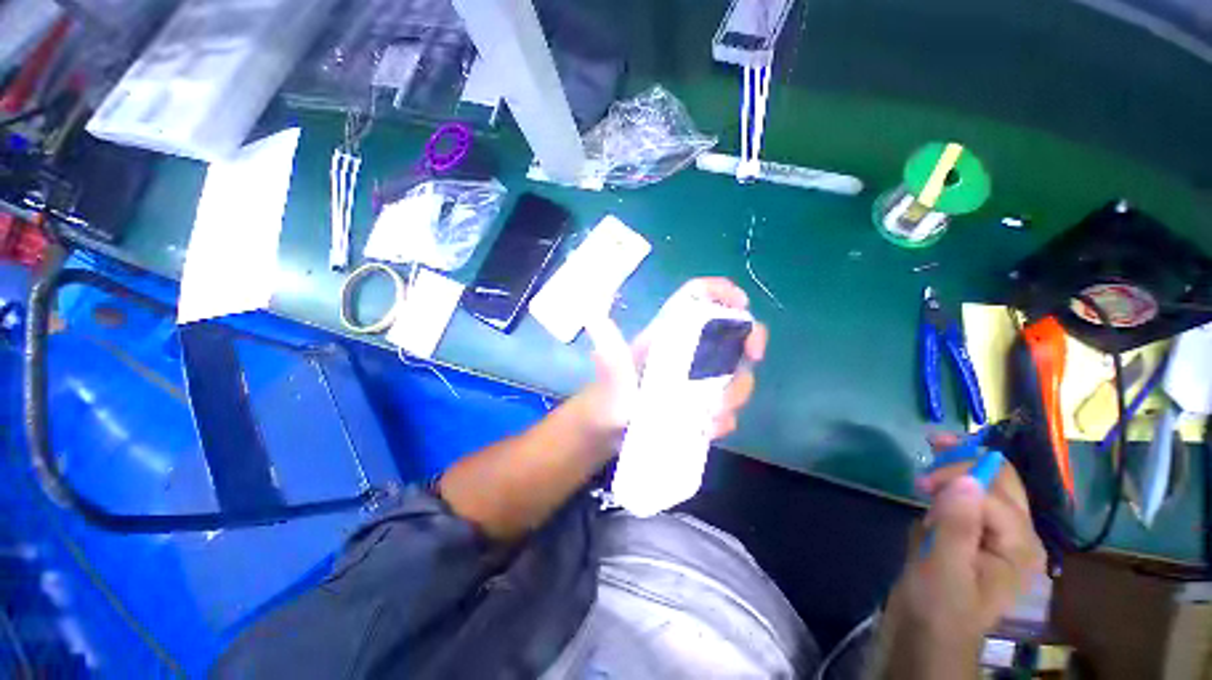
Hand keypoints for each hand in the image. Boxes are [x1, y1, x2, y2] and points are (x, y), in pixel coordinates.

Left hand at [582, 277, 767, 438]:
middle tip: (739, 375)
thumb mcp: (612, 378)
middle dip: (744, 351)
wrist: (608, 432)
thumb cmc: (607, 399)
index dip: (722, 292)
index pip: (697, 297)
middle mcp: (686, 350)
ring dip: (734, 395)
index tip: (743, 305)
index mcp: (668, 334)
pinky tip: (707, 430)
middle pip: (730, 335)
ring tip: (710, 416)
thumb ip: (611, 355)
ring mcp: (695, 377)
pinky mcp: (699, 402)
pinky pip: (725, 405)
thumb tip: (593, 315)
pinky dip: (724, 418)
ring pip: (734, 374)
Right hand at [880, 433, 1045, 677]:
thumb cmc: (937, 607)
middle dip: (969, 458)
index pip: (994, 493)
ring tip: (930, 465)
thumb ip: (956, 525)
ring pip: (986, 485)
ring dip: (958, 469)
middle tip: (933, 442)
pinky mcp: (975, 536)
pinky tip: (932, 493)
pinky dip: (951, 486)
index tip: (920, 483)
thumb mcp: (943, 569)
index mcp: (1019, 546)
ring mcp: (996, 534)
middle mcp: (1016, 534)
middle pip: (1002, 480)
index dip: (959, 479)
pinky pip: (968, 498)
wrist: (925, 634)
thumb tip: (964, 479)